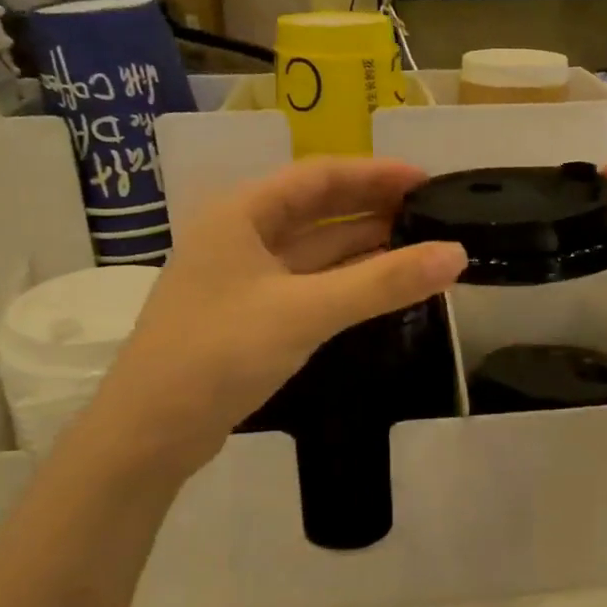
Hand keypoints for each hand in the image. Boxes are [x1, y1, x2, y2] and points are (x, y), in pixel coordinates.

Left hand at [77, 158, 466, 479]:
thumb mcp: (306, 311)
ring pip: (315, 249)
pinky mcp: (250, 315)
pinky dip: (346, 280)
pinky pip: (308, 283)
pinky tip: (380, 285)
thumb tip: (456, 254)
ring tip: (419, 245)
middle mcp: (241, 235)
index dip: (376, 174)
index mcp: (242, 213)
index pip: (320, 175)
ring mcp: (243, 277)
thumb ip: (382, 283)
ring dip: (363, 246)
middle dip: (373, 208)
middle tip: (432, 214)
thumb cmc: (219, 353)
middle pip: (318, 209)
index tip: (427, 181)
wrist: (149, 432)